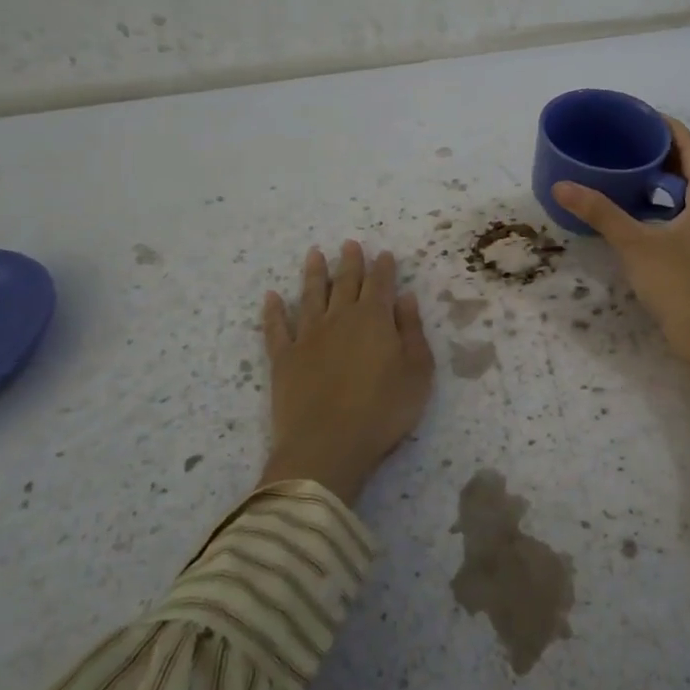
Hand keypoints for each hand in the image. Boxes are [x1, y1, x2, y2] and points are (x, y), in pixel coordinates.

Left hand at [259, 240, 434, 505]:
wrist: (327, 445)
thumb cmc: (383, 410)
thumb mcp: (417, 372)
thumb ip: (412, 331)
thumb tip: (405, 297)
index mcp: (374, 318)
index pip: (380, 284)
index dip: (383, 267)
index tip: (384, 253)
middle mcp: (339, 318)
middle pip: (345, 282)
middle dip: (350, 262)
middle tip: (349, 244)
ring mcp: (307, 336)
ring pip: (311, 295)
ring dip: (314, 273)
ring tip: (314, 254)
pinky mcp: (283, 358)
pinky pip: (276, 327)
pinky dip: (274, 311)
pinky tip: (271, 297)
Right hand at [553, 119, 689, 356]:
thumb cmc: (680, 284)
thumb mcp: (635, 244)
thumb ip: (600, 212)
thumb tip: (562, 186)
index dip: (664, 126)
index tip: (634, 117)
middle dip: (660, 152)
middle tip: (623, 144)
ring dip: (663, 179)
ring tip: (627, 173)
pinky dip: (667, 204)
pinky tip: (640, 213)